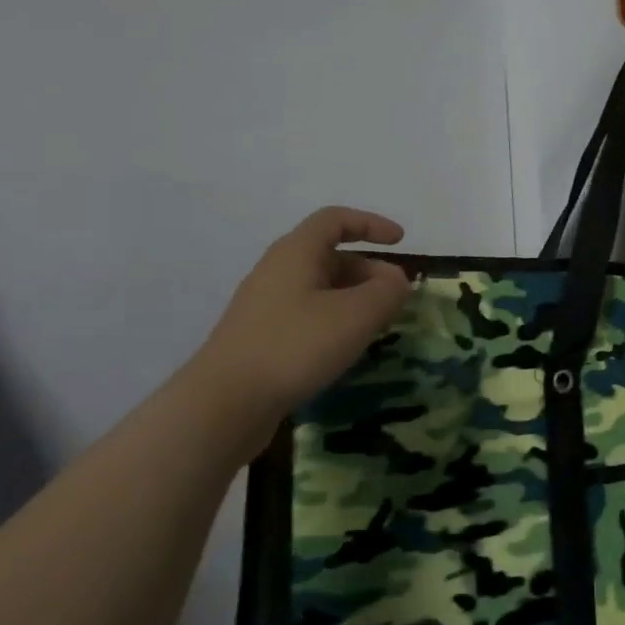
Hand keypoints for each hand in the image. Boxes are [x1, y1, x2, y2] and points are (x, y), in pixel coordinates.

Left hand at [184, 208, 410, 450]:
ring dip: (355, 299)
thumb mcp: (356, 315)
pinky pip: (307, 315)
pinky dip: (335, 321)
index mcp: (296, 252)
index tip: (401, 242)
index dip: (371, 224)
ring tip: (377, 326)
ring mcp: (265, 306)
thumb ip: (387, 291)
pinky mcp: (260, 338)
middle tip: (396, 298)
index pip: (336, 219)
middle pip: (331, 255)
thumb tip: (396, 281)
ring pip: (320, 289)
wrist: (223, 405)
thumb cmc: (295, 346)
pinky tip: (345, 348)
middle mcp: (277, 271)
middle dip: (370, 271)